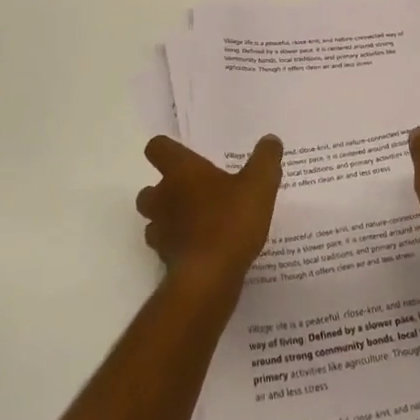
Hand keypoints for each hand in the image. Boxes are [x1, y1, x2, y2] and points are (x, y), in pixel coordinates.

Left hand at [136, 134, 282, 294]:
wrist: (209, 278)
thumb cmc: (230, 221)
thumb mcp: (259, 185)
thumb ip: (265, 160)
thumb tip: (271, 140)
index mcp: (181, 172)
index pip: (157, 148)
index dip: (166, 149)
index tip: (182, 154)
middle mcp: (163, 198)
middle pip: (149, 189)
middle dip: (165, 191)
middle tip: (192, 193)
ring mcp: (161, 231)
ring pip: (154, 220)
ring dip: (169, 220)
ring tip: (197, 223)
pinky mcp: (166, 260)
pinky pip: (167, 248)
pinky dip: (179, 247)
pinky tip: (203, 250)